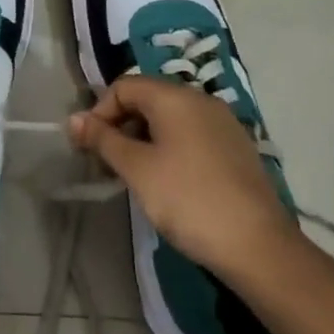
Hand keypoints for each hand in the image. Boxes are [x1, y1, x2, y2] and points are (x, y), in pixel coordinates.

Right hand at [68, 74, 298, 282]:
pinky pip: (192, 135)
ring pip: (170, 118)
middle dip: (121, 125)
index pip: (124, 86)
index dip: (100, 112)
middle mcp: (201, 100)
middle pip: (148, 98)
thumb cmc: (188, 199)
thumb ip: (103, 139)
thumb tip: (74, 119)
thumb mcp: (137, 169)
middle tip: (108, 162)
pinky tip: (168, 181)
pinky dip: (170, 148)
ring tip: (135, 174)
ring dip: (144, 138)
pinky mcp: (236, 148)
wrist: (258, 247)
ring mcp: (224, 124)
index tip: (90, 147)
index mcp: (175, 97)